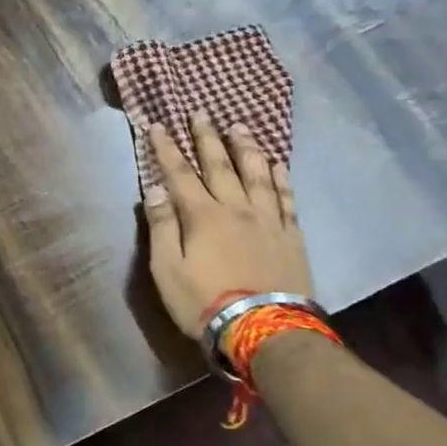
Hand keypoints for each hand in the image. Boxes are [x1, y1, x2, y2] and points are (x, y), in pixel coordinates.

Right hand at [142, 117, 312, 342]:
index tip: (157, 125)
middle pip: (220, 165)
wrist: (267, 332)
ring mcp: (268, 221)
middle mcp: (236, 209)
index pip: (179, 173)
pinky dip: (281, 178)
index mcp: (202, 216)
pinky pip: (286, 199)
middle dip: (207, 138)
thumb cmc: (206, 303)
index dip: (166, 148)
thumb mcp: (168, 270)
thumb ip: (162, 227)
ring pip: (257, 175)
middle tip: (201, 113)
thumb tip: (155, 190)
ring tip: (239, 127)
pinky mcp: (291, 236)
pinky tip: (277, 164)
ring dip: (246, 149)